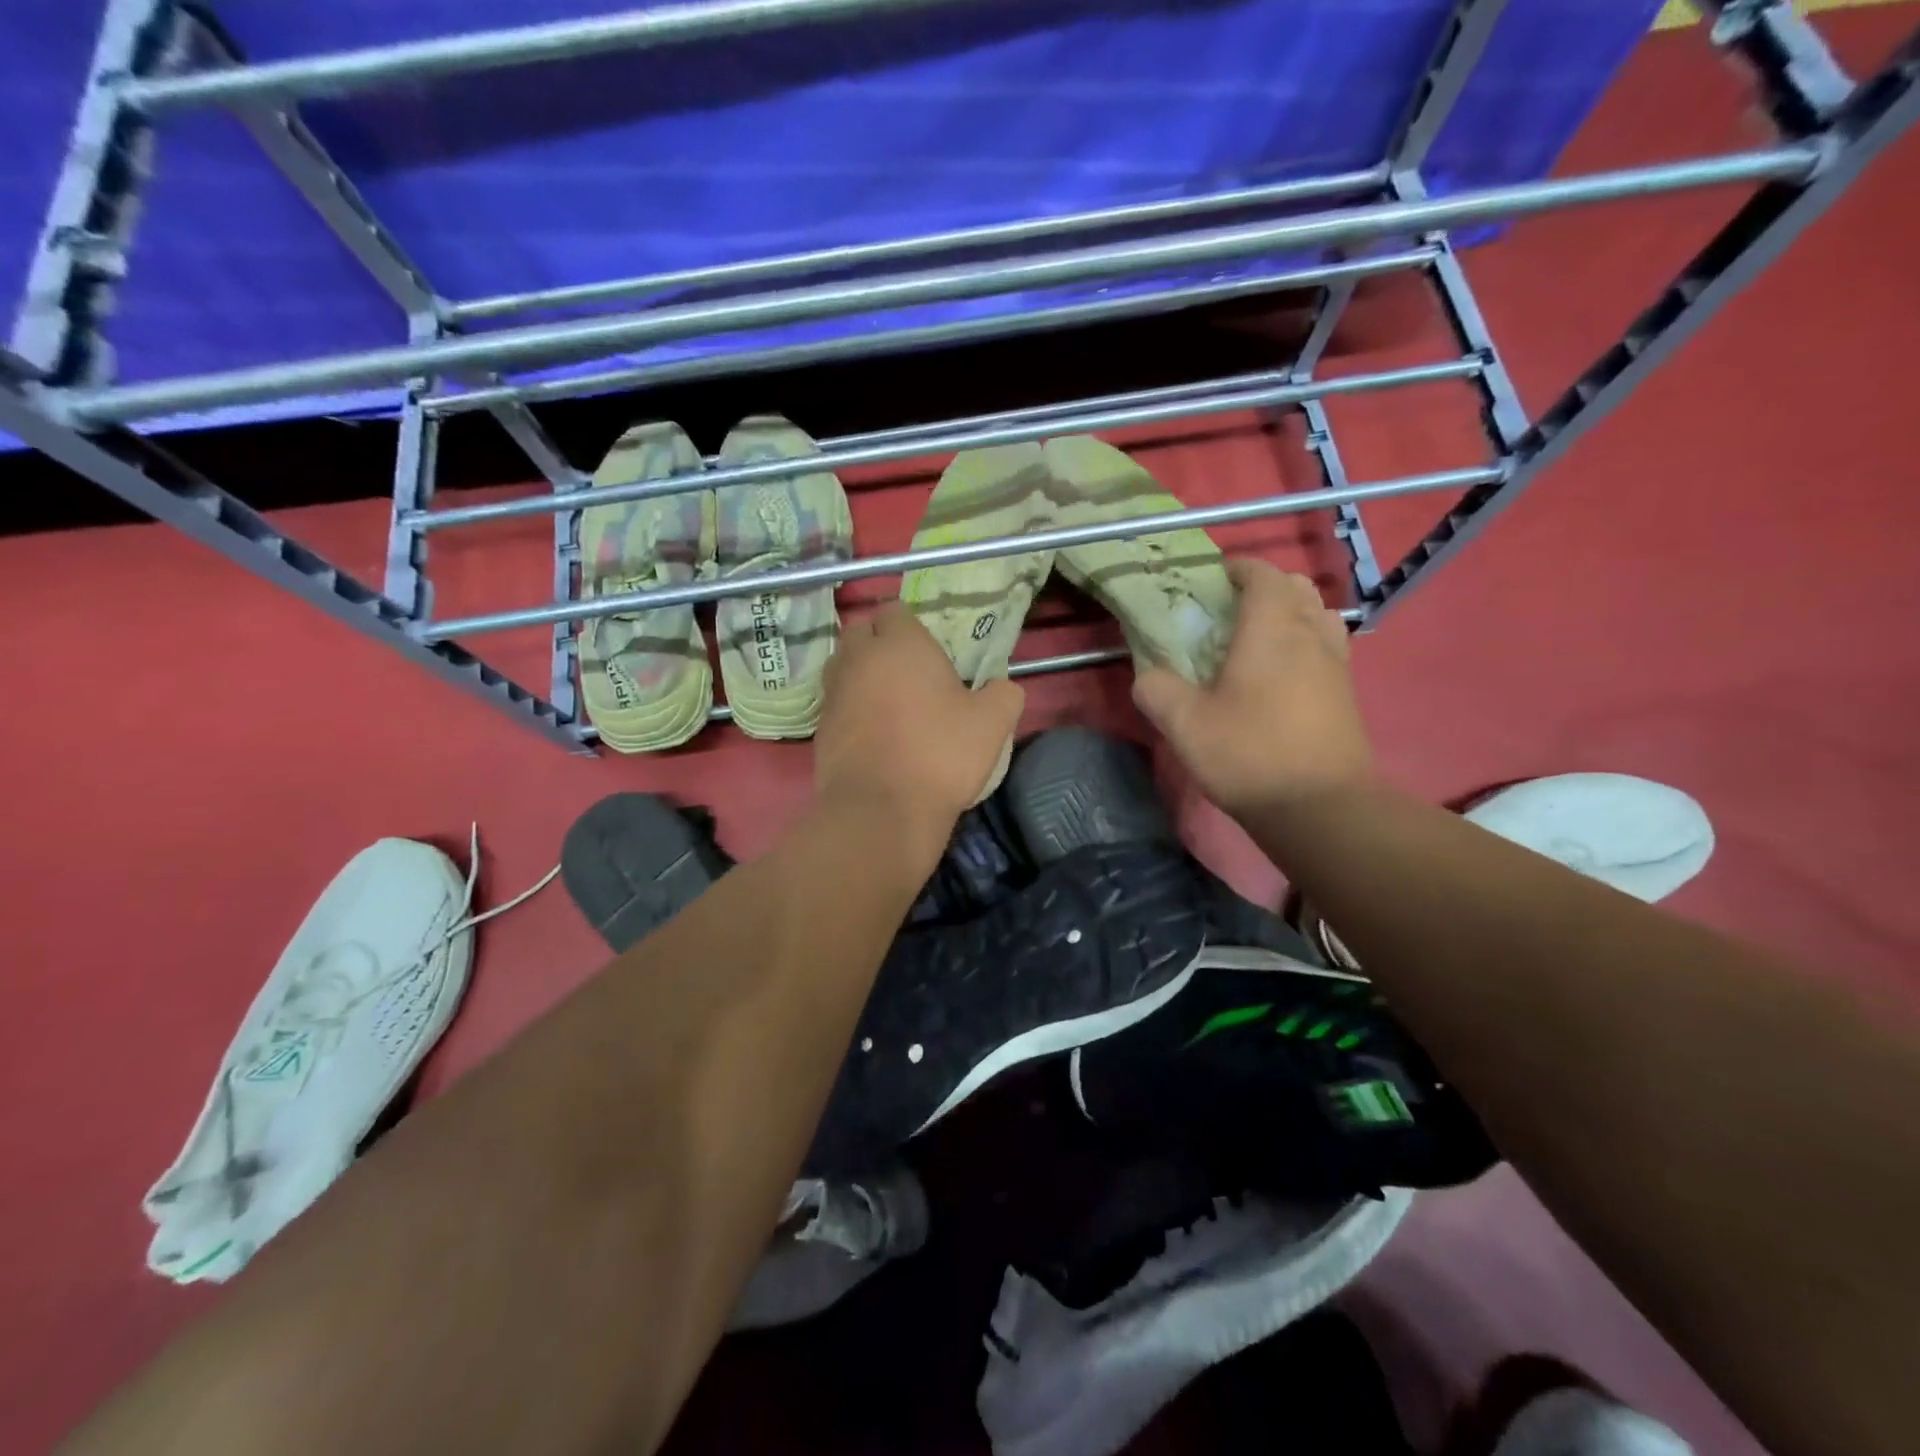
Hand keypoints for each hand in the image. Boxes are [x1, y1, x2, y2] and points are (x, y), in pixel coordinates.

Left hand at [816, 603, 1024, 859]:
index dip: (910, 626)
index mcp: (901, 644)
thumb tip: (1002, 687)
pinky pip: (835, 703)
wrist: (880, 810)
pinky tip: (872, 733)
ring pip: (841, 666)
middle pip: (859, 632)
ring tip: (887, 700)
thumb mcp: (992, 723)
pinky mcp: (820, 728)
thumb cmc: (940, 755)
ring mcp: (834, 693)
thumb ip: (1004, 694)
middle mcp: (859, 659)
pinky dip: (850, 708)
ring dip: (859, 673)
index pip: (894, 611)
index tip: (928, 650)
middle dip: (877, 642)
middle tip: (906, 671)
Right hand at [1133, 559, 1372, 819]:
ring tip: (1257, 639)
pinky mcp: (1346, 692)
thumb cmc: (1249, 754)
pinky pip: (1327, 645)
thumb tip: (1148, 676)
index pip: (1262, 574)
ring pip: (1317, 615)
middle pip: (1296, 587)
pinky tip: (1280, 675)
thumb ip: (1156, 690)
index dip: (1237, 569)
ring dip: (1289, 613)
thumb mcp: (1184, 724)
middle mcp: (1310, 634)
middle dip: (1263, 587)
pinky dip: (1305, 642)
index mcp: (1271, 628)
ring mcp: (1336, 663)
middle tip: (1229, 612)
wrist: (1321, 807)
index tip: (1211, 580)